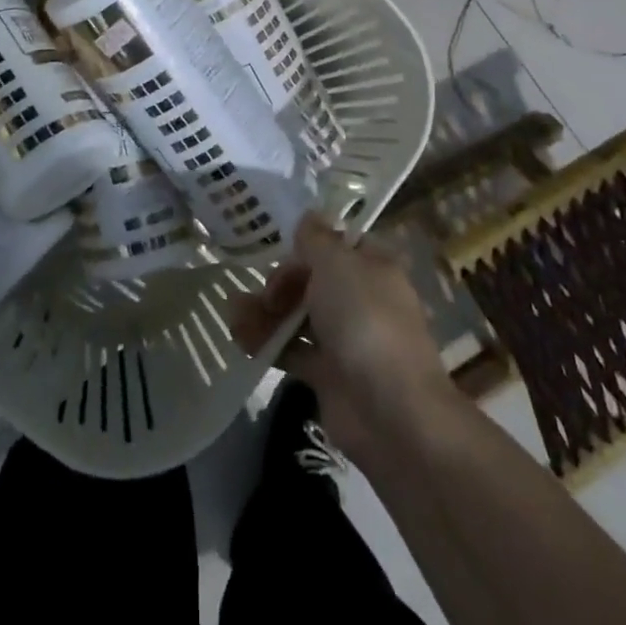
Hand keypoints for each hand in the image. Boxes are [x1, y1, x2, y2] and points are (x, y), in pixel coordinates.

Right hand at [231, 212, 455, 462]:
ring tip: (235, 313)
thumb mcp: (337, 263)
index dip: (310, 244)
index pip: (339, 244)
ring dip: (267, 310)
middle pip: (314, 278)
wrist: (390, 410)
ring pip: (299, 314)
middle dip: (283, 281)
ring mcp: (345, 338)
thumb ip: (316, 239)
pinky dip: (266, 341)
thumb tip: (309, 215)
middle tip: (267, 292)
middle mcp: (361, 298)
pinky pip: (292, 348)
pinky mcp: (327, 373)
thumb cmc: (365, 319)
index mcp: (373, 267)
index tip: (282, 247)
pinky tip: (240, 335)